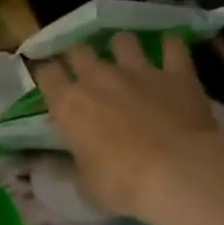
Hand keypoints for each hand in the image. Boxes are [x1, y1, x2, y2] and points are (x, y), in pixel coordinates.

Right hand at [35, 31, 221, 219]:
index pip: (47, 74)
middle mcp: (99, 78)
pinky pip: (173, 46)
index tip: (51, 84)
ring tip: (126, 58)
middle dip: (79, 57)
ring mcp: (139, 70)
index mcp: (69, 104)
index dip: (48, 76)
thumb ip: (75, 162)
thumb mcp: (84, 183)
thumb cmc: (120, 184)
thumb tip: (71, 158)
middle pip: (79, 50)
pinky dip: (170, 46)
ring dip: (121, 47)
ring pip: (123, 40)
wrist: (176, 173)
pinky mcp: (177, 73)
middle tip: (84, 71)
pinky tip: (170, 49)